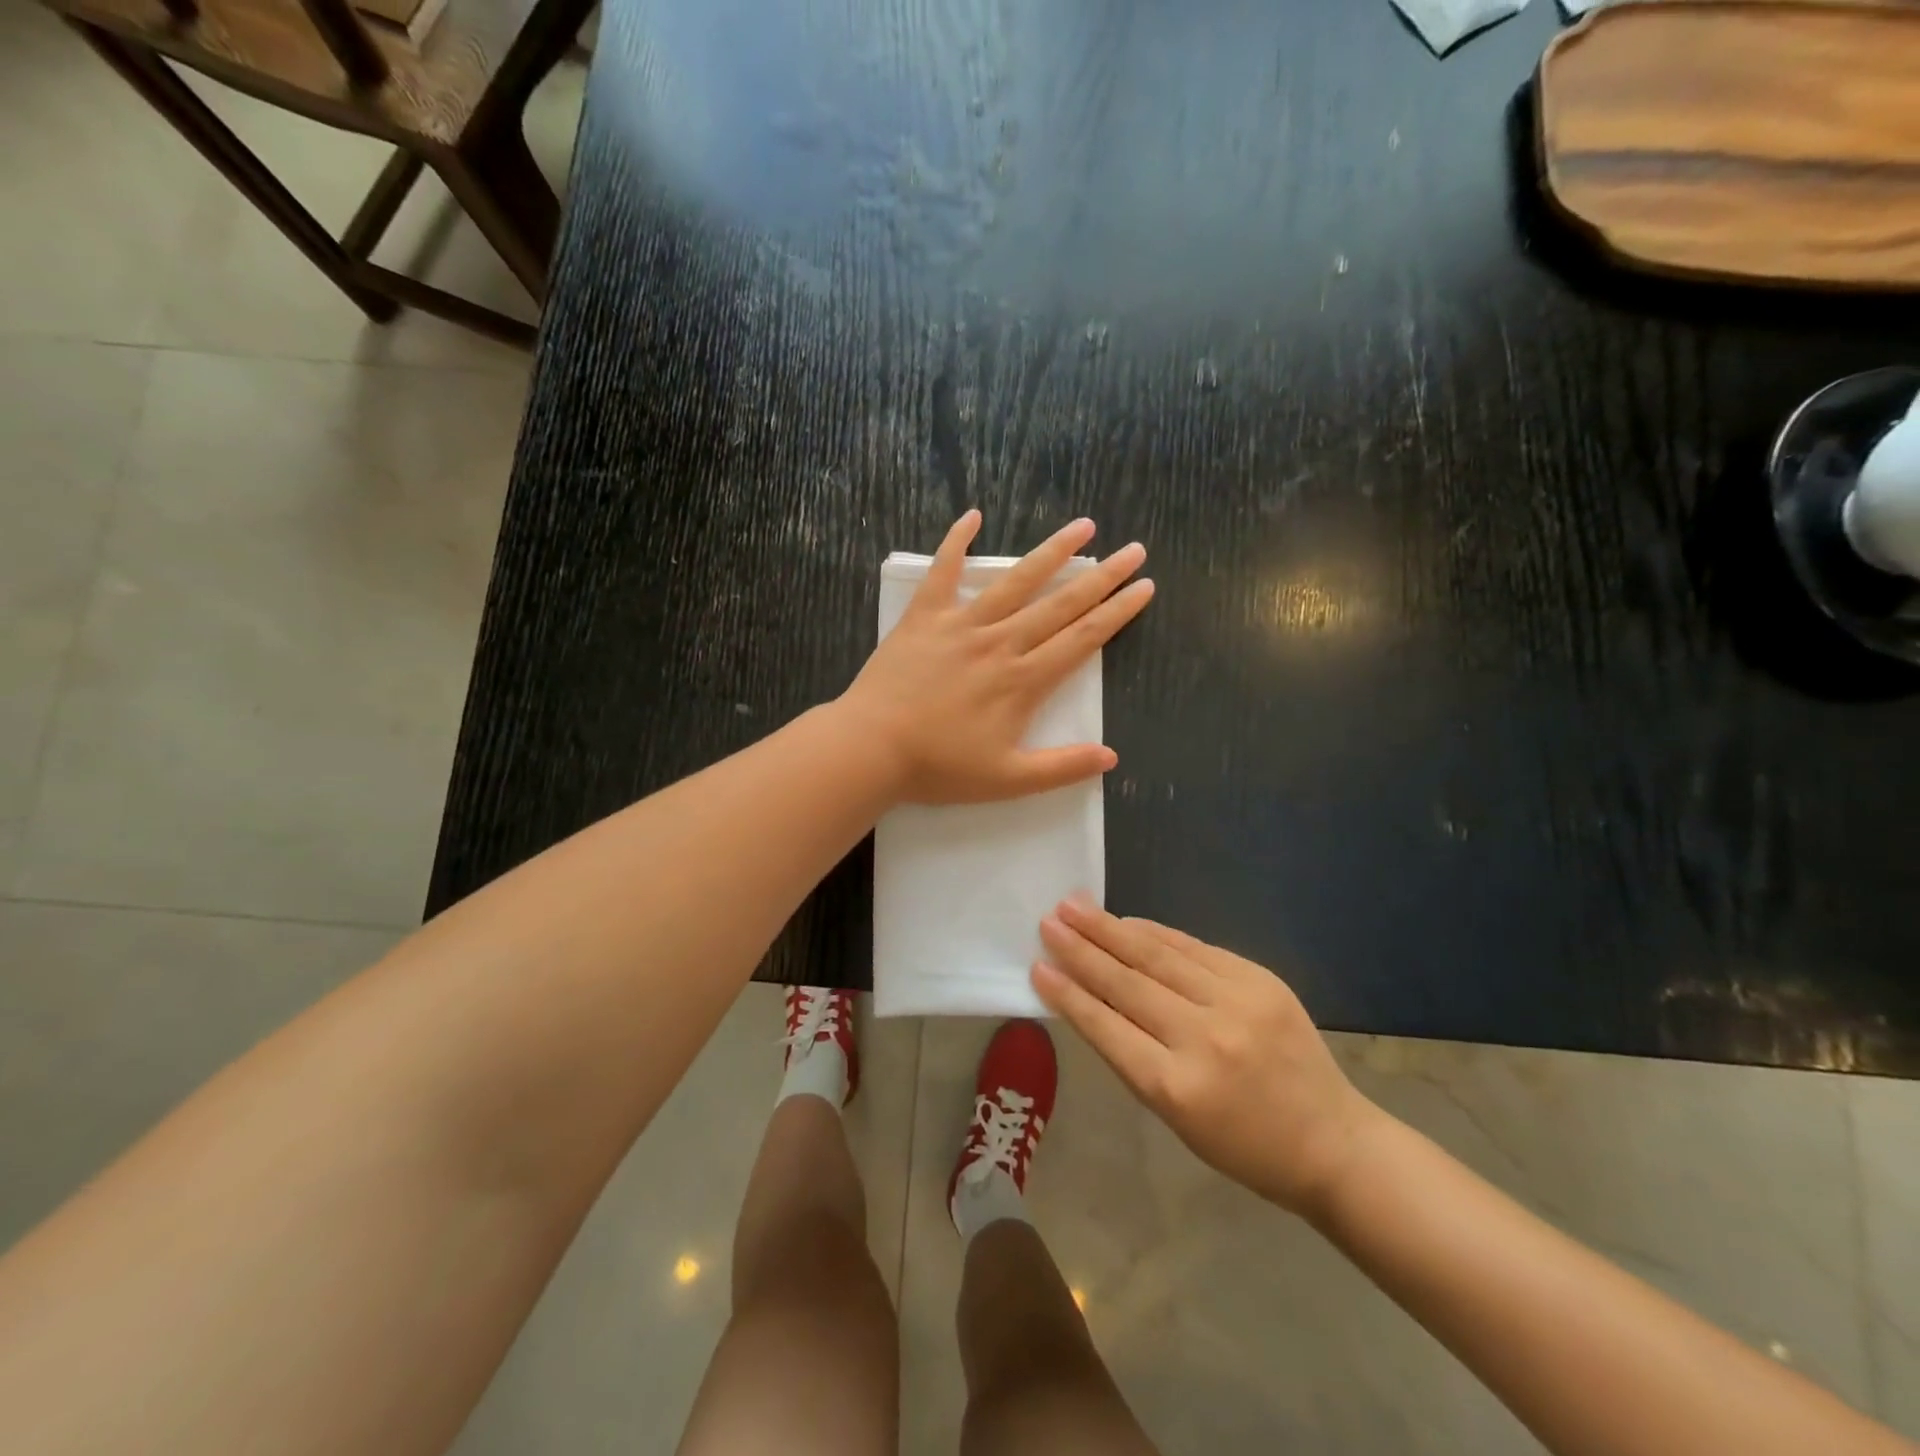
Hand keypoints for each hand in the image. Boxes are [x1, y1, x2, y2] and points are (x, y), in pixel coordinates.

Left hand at [839, 511, 1152, 804]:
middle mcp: (1000, 643)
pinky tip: (972, 515)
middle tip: (1134, 549)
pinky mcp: (924, 618)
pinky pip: (942, 572)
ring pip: (1015, 581)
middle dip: (1102, 577)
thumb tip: (1111, 757)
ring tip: (1083, 526)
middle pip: (1061, 604)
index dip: (1117, 612)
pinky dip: (956, 542)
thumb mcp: (1008, 781)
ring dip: (1052, 552)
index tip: (1144, 586)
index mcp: (1023, 680)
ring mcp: (961, 625)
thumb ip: (1061, 767)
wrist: (871, 748)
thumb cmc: (939, 767)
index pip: (1083, 639)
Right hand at [1032, 901, 1381, 1220]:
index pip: (1106, 1028)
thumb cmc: (1242, 1144)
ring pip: (1158, 955)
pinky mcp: (1260, 979)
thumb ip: (1132, 1054)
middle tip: (1048, 921)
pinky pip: (1194, 948)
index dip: (1068, 994)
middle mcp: (1203, 1039)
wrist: (1332, 1141)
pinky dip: (1156, 932)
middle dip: (1081, 949)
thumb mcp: (1174, 1115)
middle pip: (1128, 983)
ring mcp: (1236, 1002)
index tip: (1037, 966)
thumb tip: (1092, 996)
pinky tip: (1127, 921)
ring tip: (1075, 907)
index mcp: (1176, 1088)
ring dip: (1111, 929)